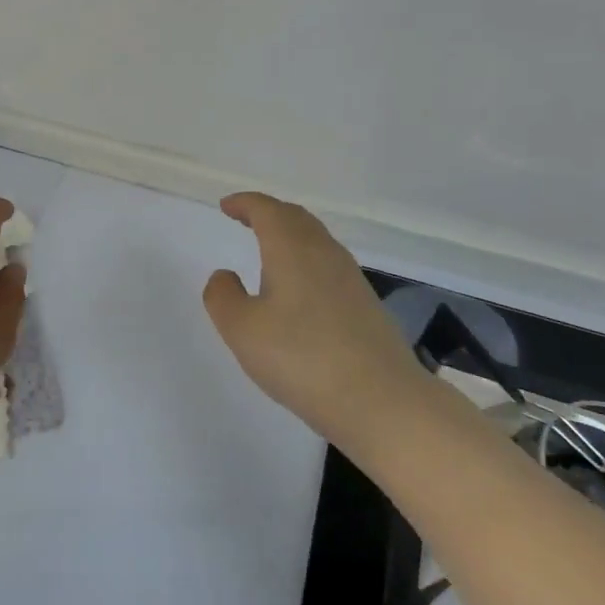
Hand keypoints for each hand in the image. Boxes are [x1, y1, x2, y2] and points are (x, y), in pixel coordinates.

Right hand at [203, 192, 433, 445]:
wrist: (382, 401)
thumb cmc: (302, 359)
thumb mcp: (242, 330)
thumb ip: (223, 296)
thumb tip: (225, 275)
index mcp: (292, 249)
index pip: (267, 210)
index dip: (245, 203)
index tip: (226, 206)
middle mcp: (324, 253)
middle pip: (296, 218)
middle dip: (268, 213)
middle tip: (245, 219)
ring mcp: (350, 278)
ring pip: (316, 240)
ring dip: (289, 236)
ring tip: (268, 250)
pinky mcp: (366, 304)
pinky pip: (328, 264)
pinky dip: (306, 260)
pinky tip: (298, 289)